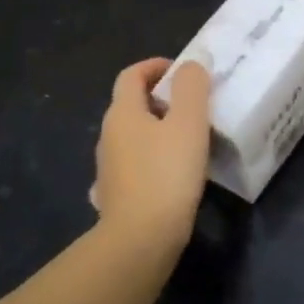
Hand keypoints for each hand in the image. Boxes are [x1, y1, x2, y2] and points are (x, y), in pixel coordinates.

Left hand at [92, 57, 212, 259]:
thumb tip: (191, 64)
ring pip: (134, 136)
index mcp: (122, 113)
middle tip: (195, 105)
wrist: (140, 239)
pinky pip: (135, 164)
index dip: (156, 66)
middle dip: (162, 98)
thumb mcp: (189, 123)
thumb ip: (192, 88)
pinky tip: (173, 173)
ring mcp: (109, 167)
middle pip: (132, 104)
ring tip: (190, 138)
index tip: (184, 72)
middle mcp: (108, 136)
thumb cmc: (167, 174)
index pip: (132, 75)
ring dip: (159, 129)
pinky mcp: (116, 194)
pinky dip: (153, 158)